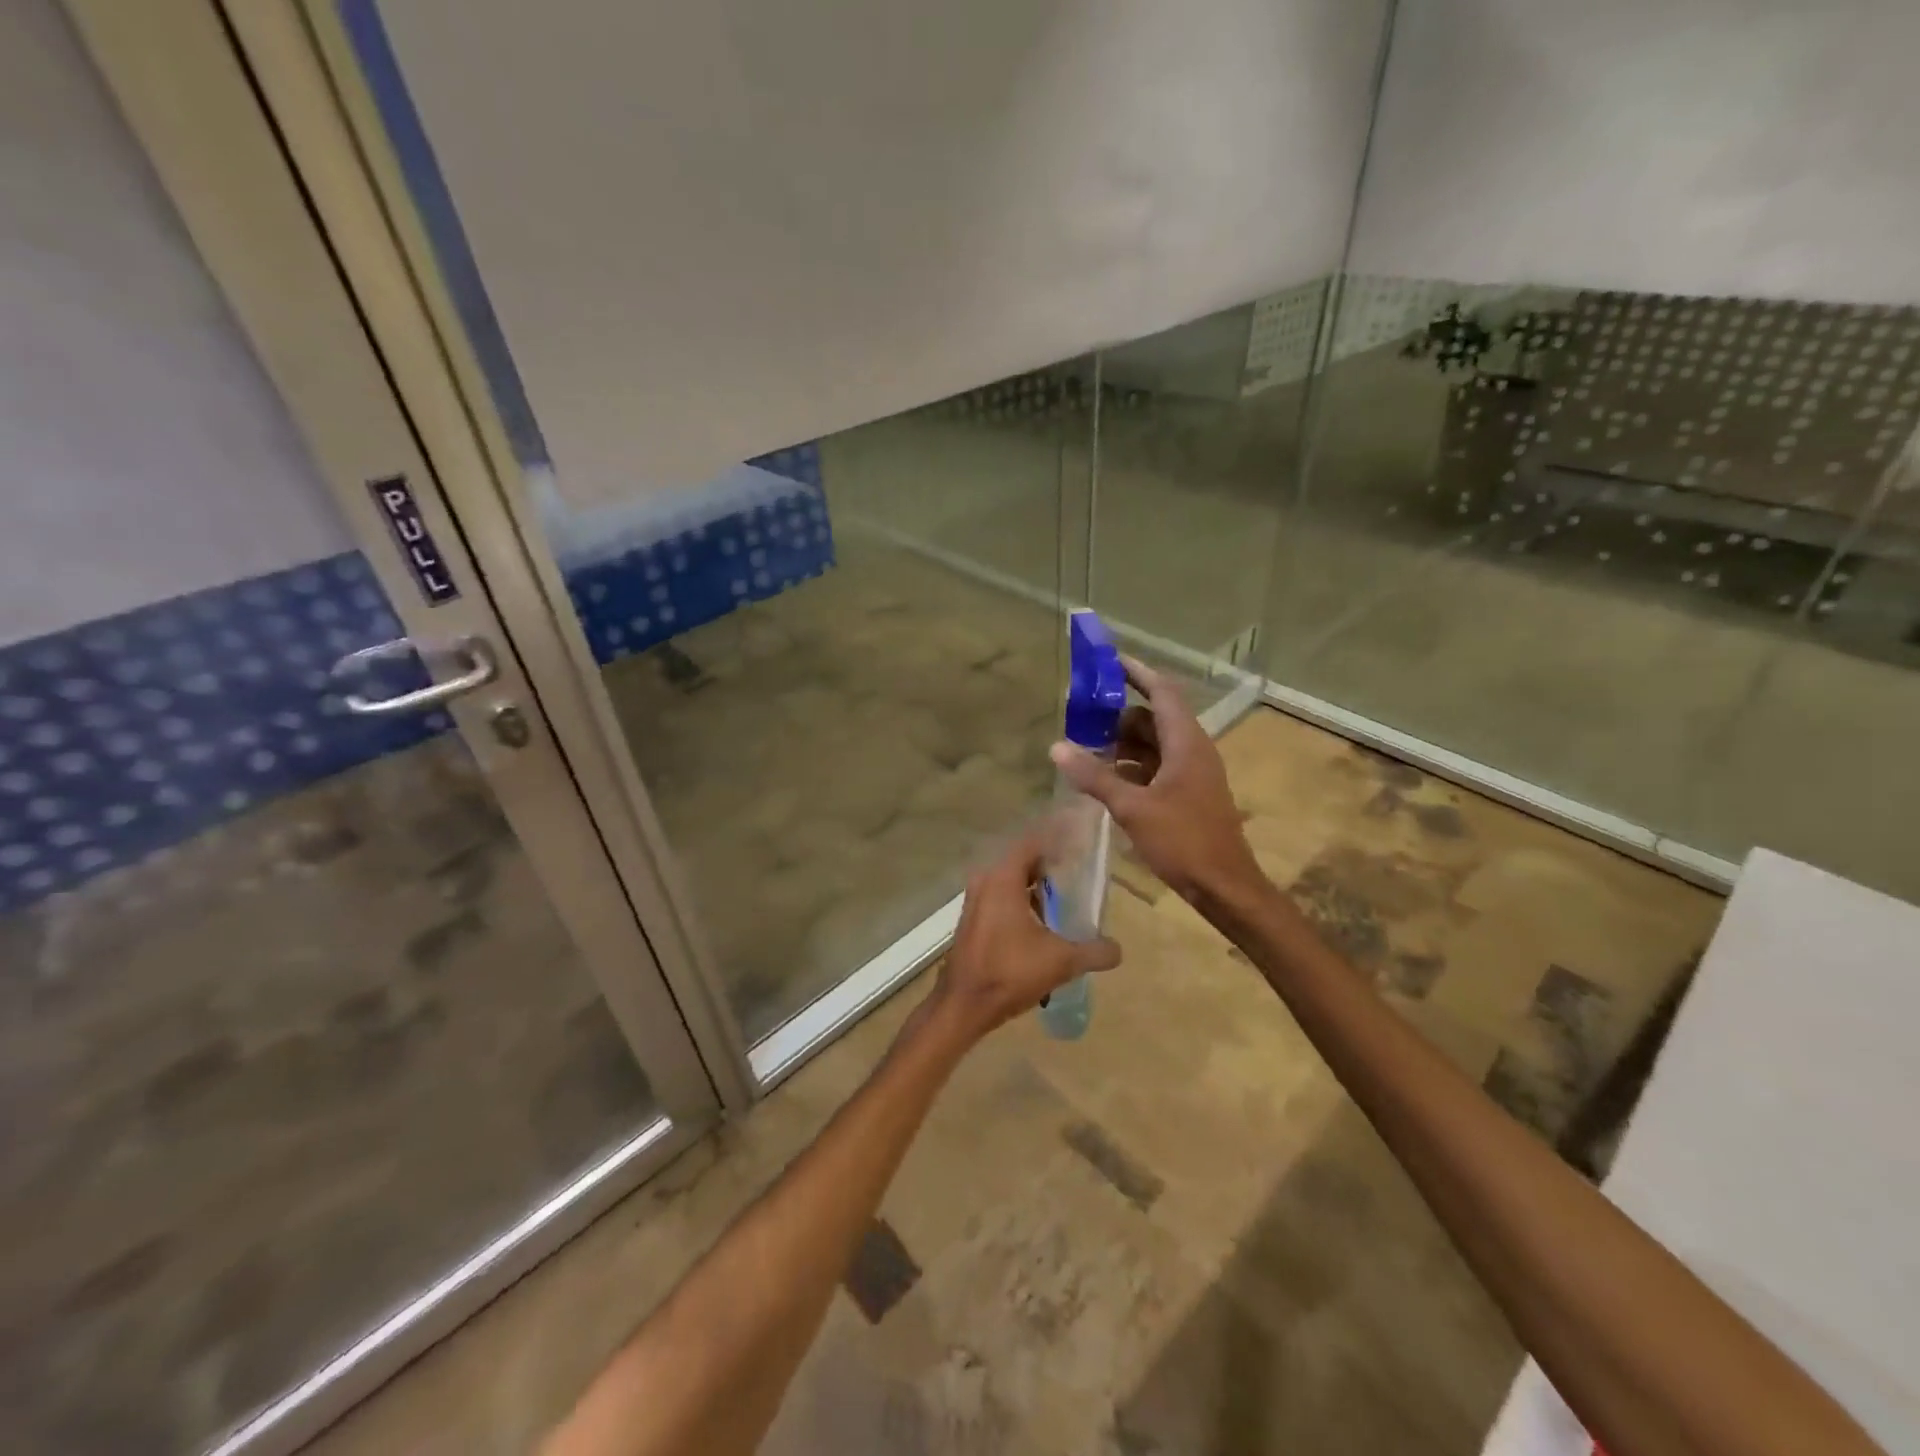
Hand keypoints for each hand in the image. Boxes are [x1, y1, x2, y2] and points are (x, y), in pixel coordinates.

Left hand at [930, 837, 1121, 1042]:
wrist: (964, 1005)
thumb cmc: (1010, 973)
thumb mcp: (1061, 962)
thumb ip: (1094, 952)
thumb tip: (1118, 949)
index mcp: (1003, 879)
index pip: (1032, 842)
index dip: (1056, 839)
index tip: (1080, 841)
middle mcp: (985, 881)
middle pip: (1022, 861)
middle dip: (1049, 864)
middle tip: (1078, 871)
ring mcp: (975, 901)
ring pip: (1010, 881)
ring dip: (1034, 886)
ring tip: (1064, 898)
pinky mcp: (972, 920)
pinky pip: (1000, 898)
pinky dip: (1021, 901)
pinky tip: (1042, 923)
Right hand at [1049, 658, 1262, 906]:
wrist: (1224, 885)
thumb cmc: (1183, 841)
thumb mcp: (1133, 807)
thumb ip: (1095, 776)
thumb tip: (1057, 747)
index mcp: (1186, 742)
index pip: (1161, 692)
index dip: (1136, 673)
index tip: (1107, 661)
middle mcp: (1192, 749)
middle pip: (1153, 717)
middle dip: (1118, 714)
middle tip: (1082, 714)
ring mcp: (1192, 772)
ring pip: (1154, 744)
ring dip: (1123, 743)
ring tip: (1087, 747)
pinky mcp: (1188, 793)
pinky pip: (1156, 766)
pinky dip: (1132, 765)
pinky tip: (1106, 778)